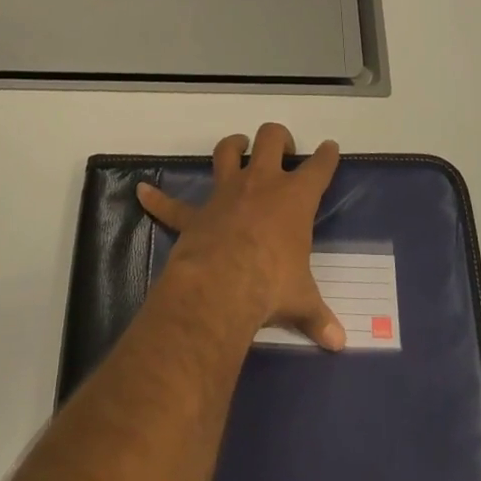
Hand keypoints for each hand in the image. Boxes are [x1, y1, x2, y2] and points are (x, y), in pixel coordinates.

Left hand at [137, 124, 345, 350]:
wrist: (222, 284)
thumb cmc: (271, 285)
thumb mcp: (301, 300)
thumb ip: (318, 316)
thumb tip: (338, 343)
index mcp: (295, 199)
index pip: (318, 168)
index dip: (326, 156)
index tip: (329, 148)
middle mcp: (261, 184)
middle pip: (270, 139)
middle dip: (278, 137)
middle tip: (283, 148)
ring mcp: (225, 194)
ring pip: (227, 152)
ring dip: (232, 145)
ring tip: (238, 145)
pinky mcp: (195, 213)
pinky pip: (171, 204)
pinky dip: (157, 198)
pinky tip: (142, 191)